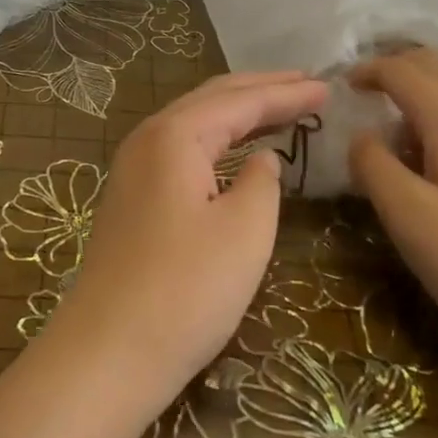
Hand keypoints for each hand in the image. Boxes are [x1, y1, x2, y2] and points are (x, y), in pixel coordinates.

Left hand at [51, 71, 326, 408]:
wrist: (108, 352)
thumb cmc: (186, 289)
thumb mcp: (245, 230)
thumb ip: (261, 182)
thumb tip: (260, 159)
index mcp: (174, 135)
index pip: (241, 100)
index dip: (287, 93)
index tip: (329, 87)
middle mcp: (147, 139)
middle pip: (212, 99)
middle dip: (261, 89)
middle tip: (308, 84)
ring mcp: (133, 170)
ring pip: (194, 124)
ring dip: (238, 113)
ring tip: (281, 107)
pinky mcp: (132, 200)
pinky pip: (183, 151)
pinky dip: (217, 141)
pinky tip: (237, 152)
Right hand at [349, 48, 437, 349]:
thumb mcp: (406, 212)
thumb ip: (373, 164)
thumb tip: (360, 137)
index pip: (405, 71)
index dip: (368, 70)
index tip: (336, 87)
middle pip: (433, 71)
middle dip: (392, 70)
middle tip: (355, 94)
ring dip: (408, 99)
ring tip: (375, 130)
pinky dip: (424, 125)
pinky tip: (410, 162)